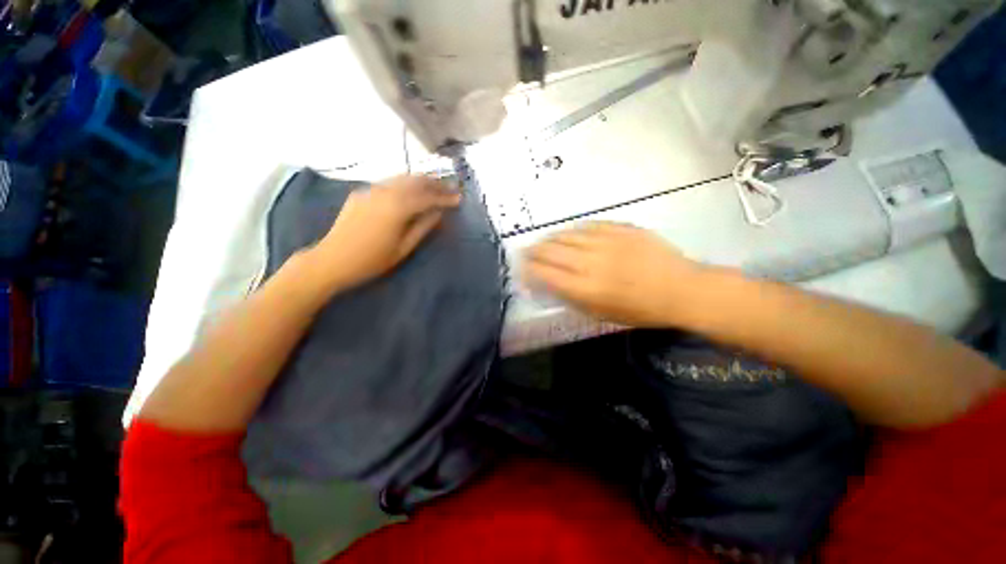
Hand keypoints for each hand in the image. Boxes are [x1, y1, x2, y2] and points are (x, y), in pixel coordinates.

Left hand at [312, 175, 460, 291]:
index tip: (459, 198)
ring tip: (434, 187)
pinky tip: (409, 192)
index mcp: (397, 208)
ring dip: (420, 181)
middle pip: (415, 181)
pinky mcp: (361, 193)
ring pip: (401, 178)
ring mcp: (370, 190)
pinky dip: (404, 184)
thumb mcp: (403, 249)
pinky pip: (388, 183)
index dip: (445, 197)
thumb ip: (423, 228)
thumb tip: (438, 213)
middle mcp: (384, 192)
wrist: (330, 261)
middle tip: (450, 188)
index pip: (427, 197)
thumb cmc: (371, 261)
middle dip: (435, 183)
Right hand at [524, 222, 707, 327]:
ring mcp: (606, 242)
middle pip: (550, 251)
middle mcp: (590, 262)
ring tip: (543, 241)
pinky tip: (568, 233)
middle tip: (526, 251)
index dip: (528, 270)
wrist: (681, 290)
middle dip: (533, 251)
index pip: (545, 274)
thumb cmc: (640, 310)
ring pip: (566, 235)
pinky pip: (588, 226)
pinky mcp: (620, 229)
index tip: (521, 268)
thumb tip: (550, 284)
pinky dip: (573, 230)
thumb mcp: (601, 314)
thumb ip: (572, 297)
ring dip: (549, 239)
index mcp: (585, 288)